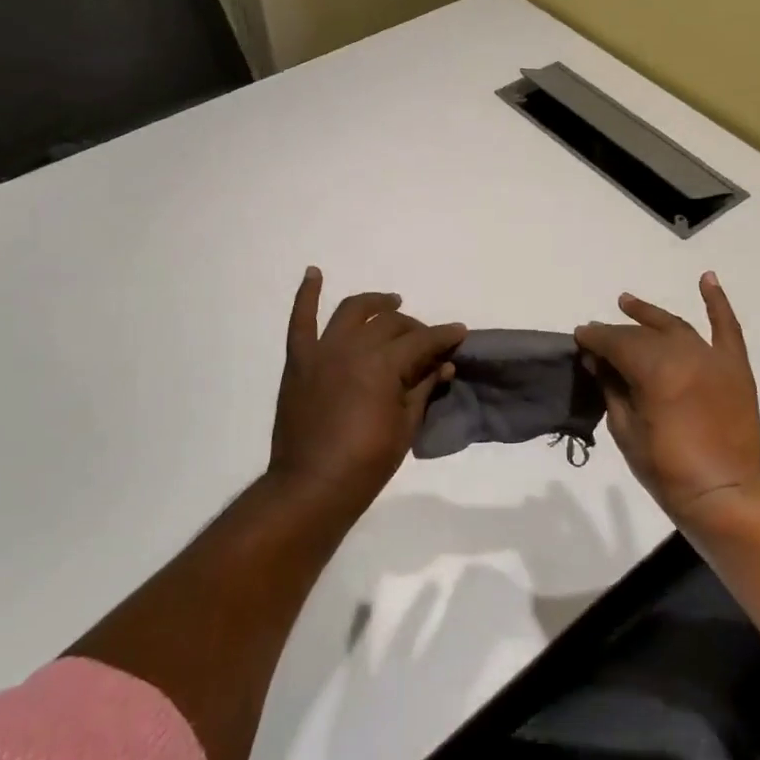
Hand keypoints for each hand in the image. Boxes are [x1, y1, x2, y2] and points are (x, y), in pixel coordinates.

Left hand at [269, 267, 466, 511]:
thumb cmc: (367, 462)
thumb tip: (444, 365)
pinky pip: (300, 320)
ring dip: (374, 303)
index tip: (459, 332)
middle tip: (425, 339)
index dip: (444, 336)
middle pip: (391, 324)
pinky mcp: (299, 360)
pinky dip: (307, 294)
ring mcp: (322, 351)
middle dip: (414, 327)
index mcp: (384, 365)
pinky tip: (314, 273)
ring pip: (352, 311)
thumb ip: (424, 389)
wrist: (311, 486)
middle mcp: (353, 347)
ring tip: (389, 302)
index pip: (422, 341)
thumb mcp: (406, 426)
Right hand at [574, 272, 759, 521]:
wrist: (725, 493)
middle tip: (598, 336)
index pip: (615, 343)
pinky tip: (706, 278)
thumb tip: (600, 363)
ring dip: (650, 314)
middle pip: (642, 335)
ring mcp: (712, 358)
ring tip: (627, 302)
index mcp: (654, 370)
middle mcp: (684, 353)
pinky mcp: (735, 366)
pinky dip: (717, 301)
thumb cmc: (667, 469)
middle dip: (616, 333)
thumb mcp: (625, 430)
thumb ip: (612, 388)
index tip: (579, 338)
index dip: (594, 339)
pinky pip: (727, 327)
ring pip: (675, 326)